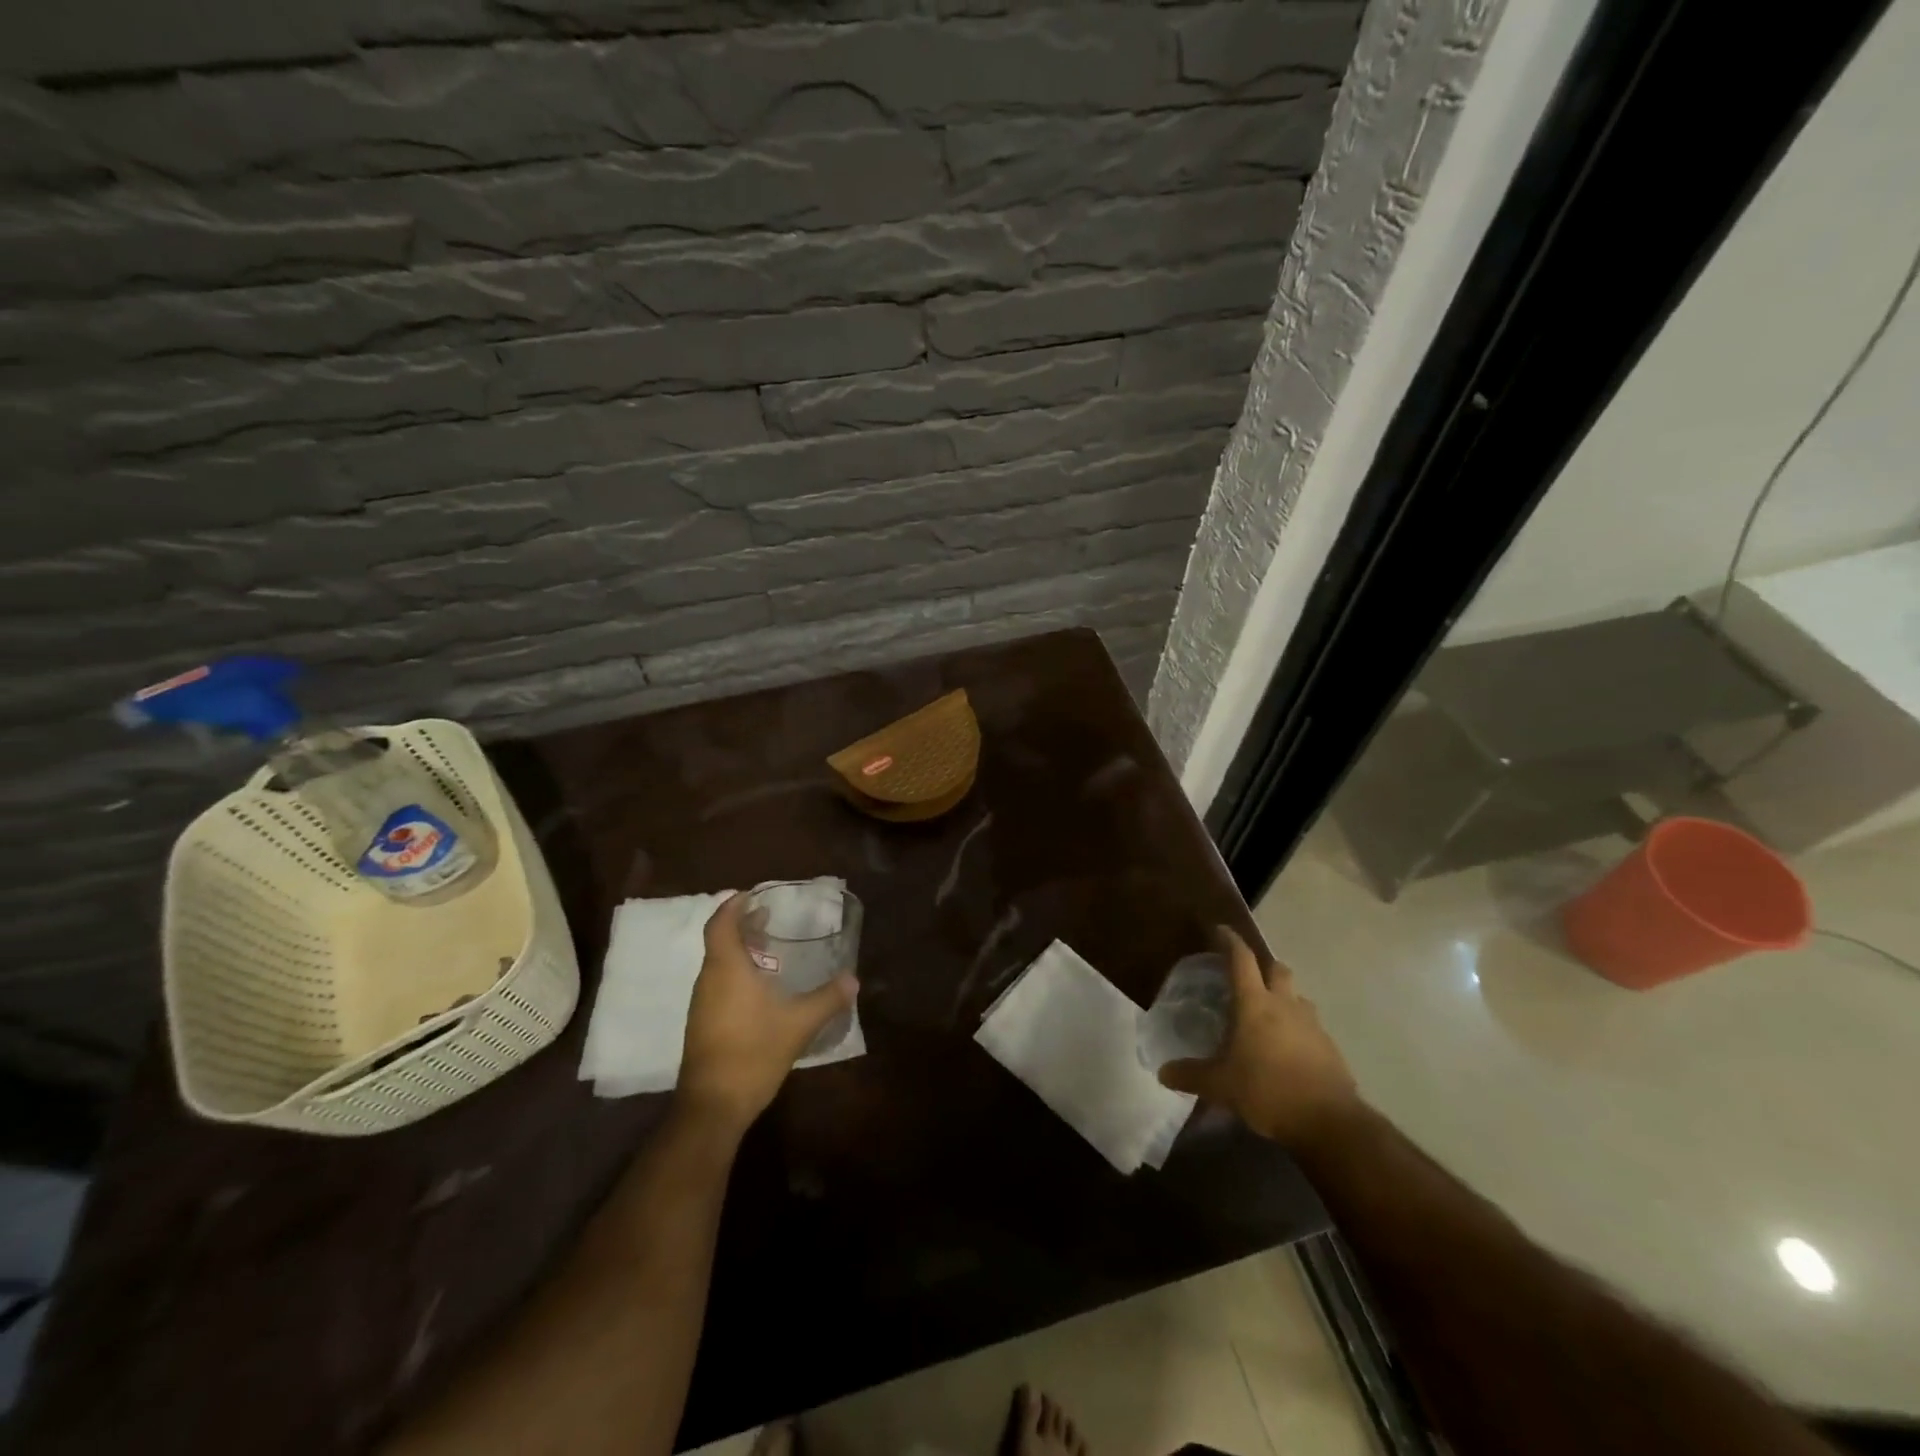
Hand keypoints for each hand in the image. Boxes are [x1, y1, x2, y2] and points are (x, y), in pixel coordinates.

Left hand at [676, 893, 857, 1135]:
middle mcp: (709, 980)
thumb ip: (827, 998)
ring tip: (770, 948)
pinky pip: (718, 984)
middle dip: (742, 925)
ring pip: (718, 963)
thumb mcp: (799, 1024)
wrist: (713, 1106)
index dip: (734, 905)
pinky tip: (761, 987)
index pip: (721, 923)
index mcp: (726, 968)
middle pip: (719, 941)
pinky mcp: (703, 1024)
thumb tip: (854, 978)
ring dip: (740, 950)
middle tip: (770, 918)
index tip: (753, 895)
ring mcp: (702, 1004)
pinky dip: (736, 972)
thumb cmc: (753, 1053)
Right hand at [1158, 926, 1359, 1149]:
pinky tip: (1288, 1050)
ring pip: (1298, 997)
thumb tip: (1163, 1072)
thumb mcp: (1220, 1086)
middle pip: (1277, 969)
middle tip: (1248, 977)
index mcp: (1254, 1004)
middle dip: (1263, 966)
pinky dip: (1298, 1029)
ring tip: (1269, 1015)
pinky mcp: (1330, 1048)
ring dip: (1284, 997)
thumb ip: (1191, 1075)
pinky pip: (1311, 1027)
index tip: (1220, 929)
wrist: (1329, 1122)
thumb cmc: (1267, 1091)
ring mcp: (1312, 1025)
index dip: (1229, 941)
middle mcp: (1285, 1005)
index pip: (1241, 959)